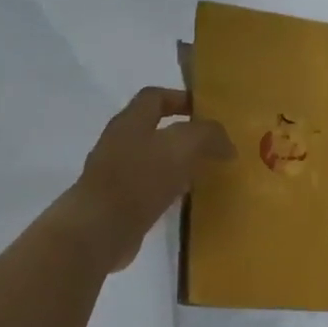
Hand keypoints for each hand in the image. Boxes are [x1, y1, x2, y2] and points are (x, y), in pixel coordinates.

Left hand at [64, 87, 234, 269]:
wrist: (101, 229)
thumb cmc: (139, 179)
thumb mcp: (182, 147)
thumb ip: (208, 136)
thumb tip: (227, 145)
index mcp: (131, 121)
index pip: (155, 97)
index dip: (180, 99)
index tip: (208, 111)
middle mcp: (119, 143)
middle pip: (154, 129)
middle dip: (183, 135)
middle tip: (213, 145)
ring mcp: (115, 174)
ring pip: (153, 161)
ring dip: (177, 164)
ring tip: (205, 173)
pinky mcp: (118, 203)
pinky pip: (149, 189)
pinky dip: (169, 190)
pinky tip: (186, 201)